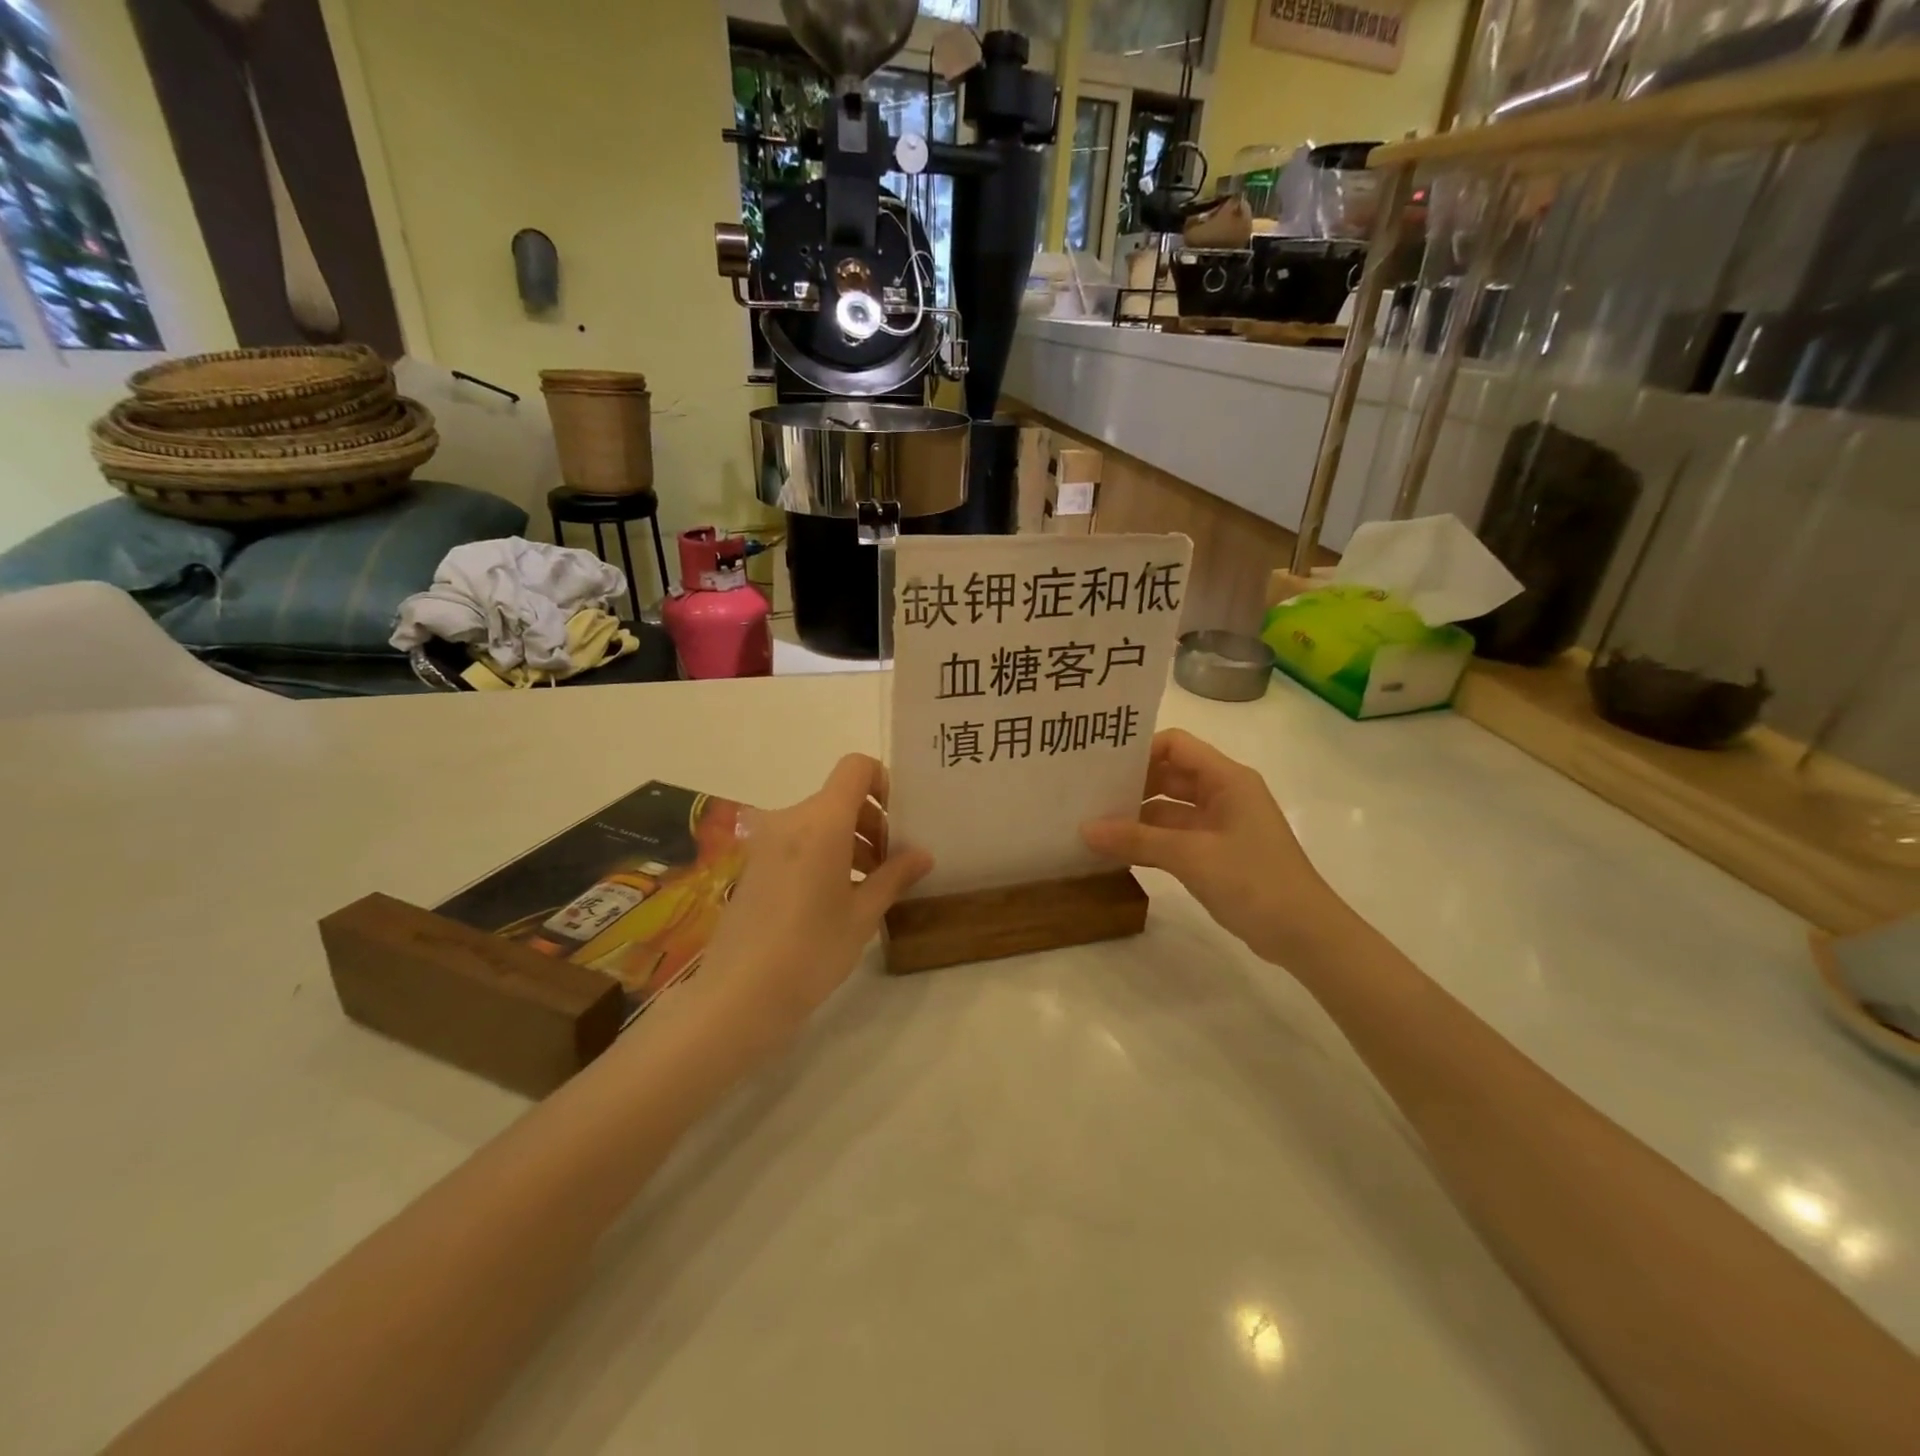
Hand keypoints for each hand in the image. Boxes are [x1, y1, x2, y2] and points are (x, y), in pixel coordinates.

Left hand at [698, 754, 931, 1040]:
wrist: (739, 996)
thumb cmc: (811, 951)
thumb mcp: (863, 914)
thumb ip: (894, 875)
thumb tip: (922, 855)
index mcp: (822, 821)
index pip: (856, 768)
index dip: (883, 784)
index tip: (899, 823)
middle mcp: (790, 819)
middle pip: (839, 797)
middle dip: (871, 822)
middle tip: (891, 865)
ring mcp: (766, 842)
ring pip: (819, 821)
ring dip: (848, 840)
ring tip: (868, 886)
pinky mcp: (753, 864)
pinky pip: (798, 841)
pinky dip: (823, 854)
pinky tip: (835, 897)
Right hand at [1081, 729, 1344, 963]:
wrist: (1305, 935)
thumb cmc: (1255, 881)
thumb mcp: (1191, 856)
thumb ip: (1137, 840)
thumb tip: (1085, 829)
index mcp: (1227, 779)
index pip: (1176, 745)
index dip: (1140, 751)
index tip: (1102, 767)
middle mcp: (1223, 794)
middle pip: (1169, 776)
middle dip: (1131, 785)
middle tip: (1088, 796)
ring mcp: (1220, 826)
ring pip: (1168, 810)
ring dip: (1136, 818)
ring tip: (1092, 825)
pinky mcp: (1215, 854)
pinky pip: (1174, 838)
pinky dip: (1148, 843)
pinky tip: (1115, 852)